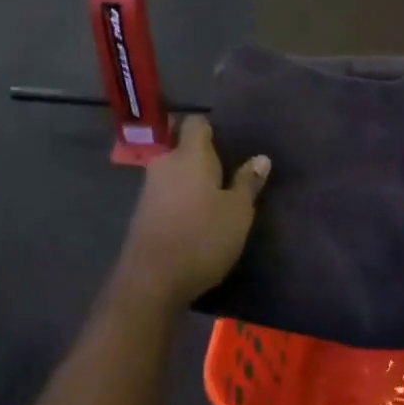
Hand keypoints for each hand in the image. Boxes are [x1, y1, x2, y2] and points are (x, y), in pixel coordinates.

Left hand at [120, 117, 269, 302]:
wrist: (151, 280)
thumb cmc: (202, 237)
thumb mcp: (238, 212)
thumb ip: (247, 182)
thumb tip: (261, 158)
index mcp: (189, 155)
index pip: (195, 123)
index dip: (211, 128)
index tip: (228, 143)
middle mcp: (164, 164)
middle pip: (181, 147)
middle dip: (200, 156)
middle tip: (225, 172)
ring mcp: (149, 189)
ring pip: (173, 172)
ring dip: (190, 180)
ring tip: (214, 198)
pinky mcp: (142, 214)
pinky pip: (166, 194)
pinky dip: (180, 200)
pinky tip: (195, 218)